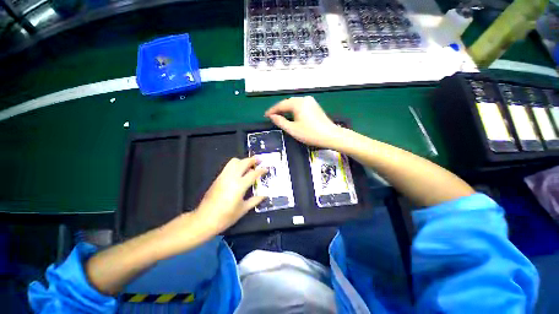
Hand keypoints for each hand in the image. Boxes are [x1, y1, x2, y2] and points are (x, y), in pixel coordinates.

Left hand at [193, 157, 266, 233]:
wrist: (204, 219)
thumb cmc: (226, 217)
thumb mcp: (243, 209)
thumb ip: (255, 200)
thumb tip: (265, 195)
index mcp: (239, 185)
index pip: (253, 173)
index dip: (261, 170)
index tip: (266, 169)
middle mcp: (231, 177)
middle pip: (243, 162)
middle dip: (252, 160)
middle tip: (259, 161)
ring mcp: (223, 176)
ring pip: (234, 161)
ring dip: (243, 161)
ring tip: (249, 165)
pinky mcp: (218, 178)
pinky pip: (228, 166)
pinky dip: (236, 165)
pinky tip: (239, 172)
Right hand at [265, 96, 341, 147]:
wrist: (330, 135)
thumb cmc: (310, 133)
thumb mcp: (292, 129)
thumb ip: (280, 122)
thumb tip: (272, 116)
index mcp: (298, 103)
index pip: (281, 105)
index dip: (272, 110)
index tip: (265, 115)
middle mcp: (304, 99)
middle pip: (288, 103)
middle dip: (279, 109)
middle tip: (271, 116)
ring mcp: (311, 102)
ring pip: (294, 104)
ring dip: (286, 109)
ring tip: (279, 116)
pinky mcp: (314, 106)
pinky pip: (300, 106)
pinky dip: (293, 110)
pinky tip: (290, 115)